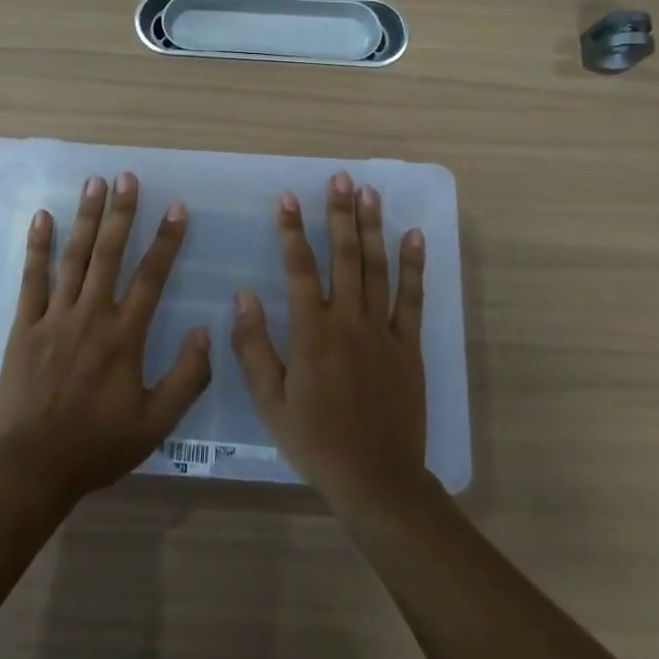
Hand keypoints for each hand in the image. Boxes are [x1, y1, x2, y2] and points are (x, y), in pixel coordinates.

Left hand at [0, 172, 211, 508]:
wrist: (34, 466)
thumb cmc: (98, 445)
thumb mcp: (156, 423)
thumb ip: (186, 377)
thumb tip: (207, 331)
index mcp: (125, 336)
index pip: (151, 277)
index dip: (166, 240)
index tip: (176, 208)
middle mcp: (91, 316)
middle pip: (109, 254)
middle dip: (120, 213)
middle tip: (126, 176)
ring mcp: (54, 318)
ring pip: (73, 258)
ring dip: (85, 218)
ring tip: (93, 183)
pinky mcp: (24, 327)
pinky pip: (31, 279)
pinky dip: (37, 247)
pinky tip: (42, 218)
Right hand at [231, 171, 429, 521]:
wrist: (376, 479)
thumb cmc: (315, 440)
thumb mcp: (270, 401)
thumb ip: (254, 346)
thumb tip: (243, 295)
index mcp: (312, 333)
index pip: (300, 268)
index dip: (293, 231)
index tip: (288, 198)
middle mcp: (349, 321)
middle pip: (345, 256)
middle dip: (340, 214)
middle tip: (339, 179)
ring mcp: (383, 331)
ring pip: (377, 268)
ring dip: (372, 227)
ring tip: (369, 192)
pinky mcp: (409, 345)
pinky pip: (413, 298)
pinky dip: (414, 265)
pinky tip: (414, 236)